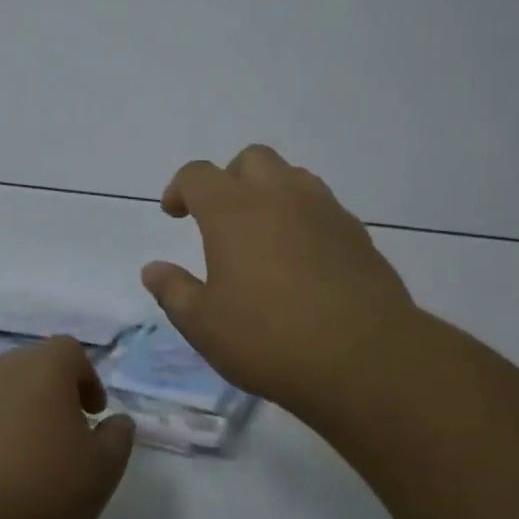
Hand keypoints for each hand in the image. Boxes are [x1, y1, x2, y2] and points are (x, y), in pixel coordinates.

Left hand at [0, 336, 134, 518]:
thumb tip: (118, 421)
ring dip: (14, 412)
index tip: (92, 413)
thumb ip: (117, 438)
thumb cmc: (43, 488)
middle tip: (62, 432)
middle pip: (31, 366)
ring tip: (23, 456)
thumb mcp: (102, 470)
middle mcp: (0, 368)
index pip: (70, 352)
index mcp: (43, 367)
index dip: (86, 378)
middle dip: (50, 392)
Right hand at [141, 144, 420, 425]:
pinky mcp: (357, 234)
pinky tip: (301, 259)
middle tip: (220, 218)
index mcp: (233, 210)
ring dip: (270, 192)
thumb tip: (152, 269)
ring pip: (292, 177)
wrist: (366, 359)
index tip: (174, 213)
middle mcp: (279, 196)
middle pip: (251, 160)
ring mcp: (324, 211)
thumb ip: (174, 291)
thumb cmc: (269, 338)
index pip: (198, 175)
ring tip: (262, 234)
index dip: (180, 189)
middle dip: (229, 179)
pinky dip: (303, 218)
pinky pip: (322, 207)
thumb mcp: (204, 324)